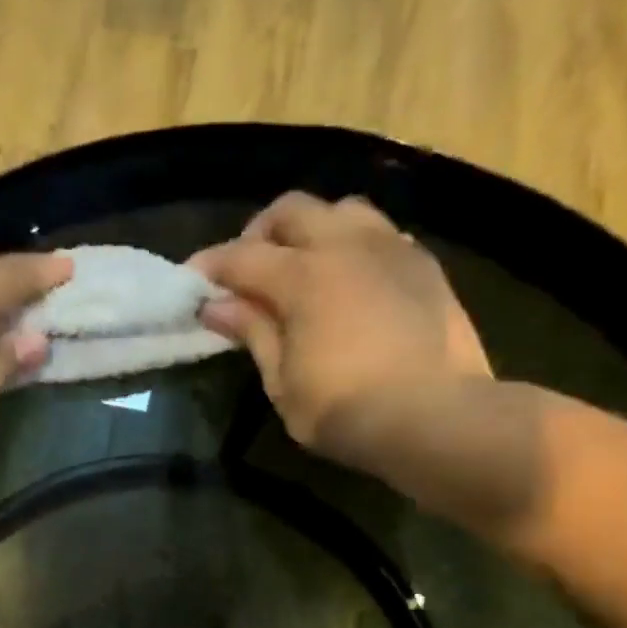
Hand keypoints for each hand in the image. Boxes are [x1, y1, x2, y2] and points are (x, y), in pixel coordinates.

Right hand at [191, 191, 491, 470]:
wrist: (436, 417)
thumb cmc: (343, 409)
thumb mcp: (282, 382)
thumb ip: (253, 333)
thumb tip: (217, 305)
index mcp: (303, 276)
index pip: (242, 256)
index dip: (210, 266)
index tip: (191, 280)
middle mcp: (346, 246)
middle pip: (293, 210)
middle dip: (261, 232)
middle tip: (248, 268)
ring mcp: (392, 249)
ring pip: (343, 210)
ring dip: (313, 229)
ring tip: (304, 266)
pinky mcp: (425, 265)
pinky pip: (382, 234)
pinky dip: (354, 246)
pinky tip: (352, 280)